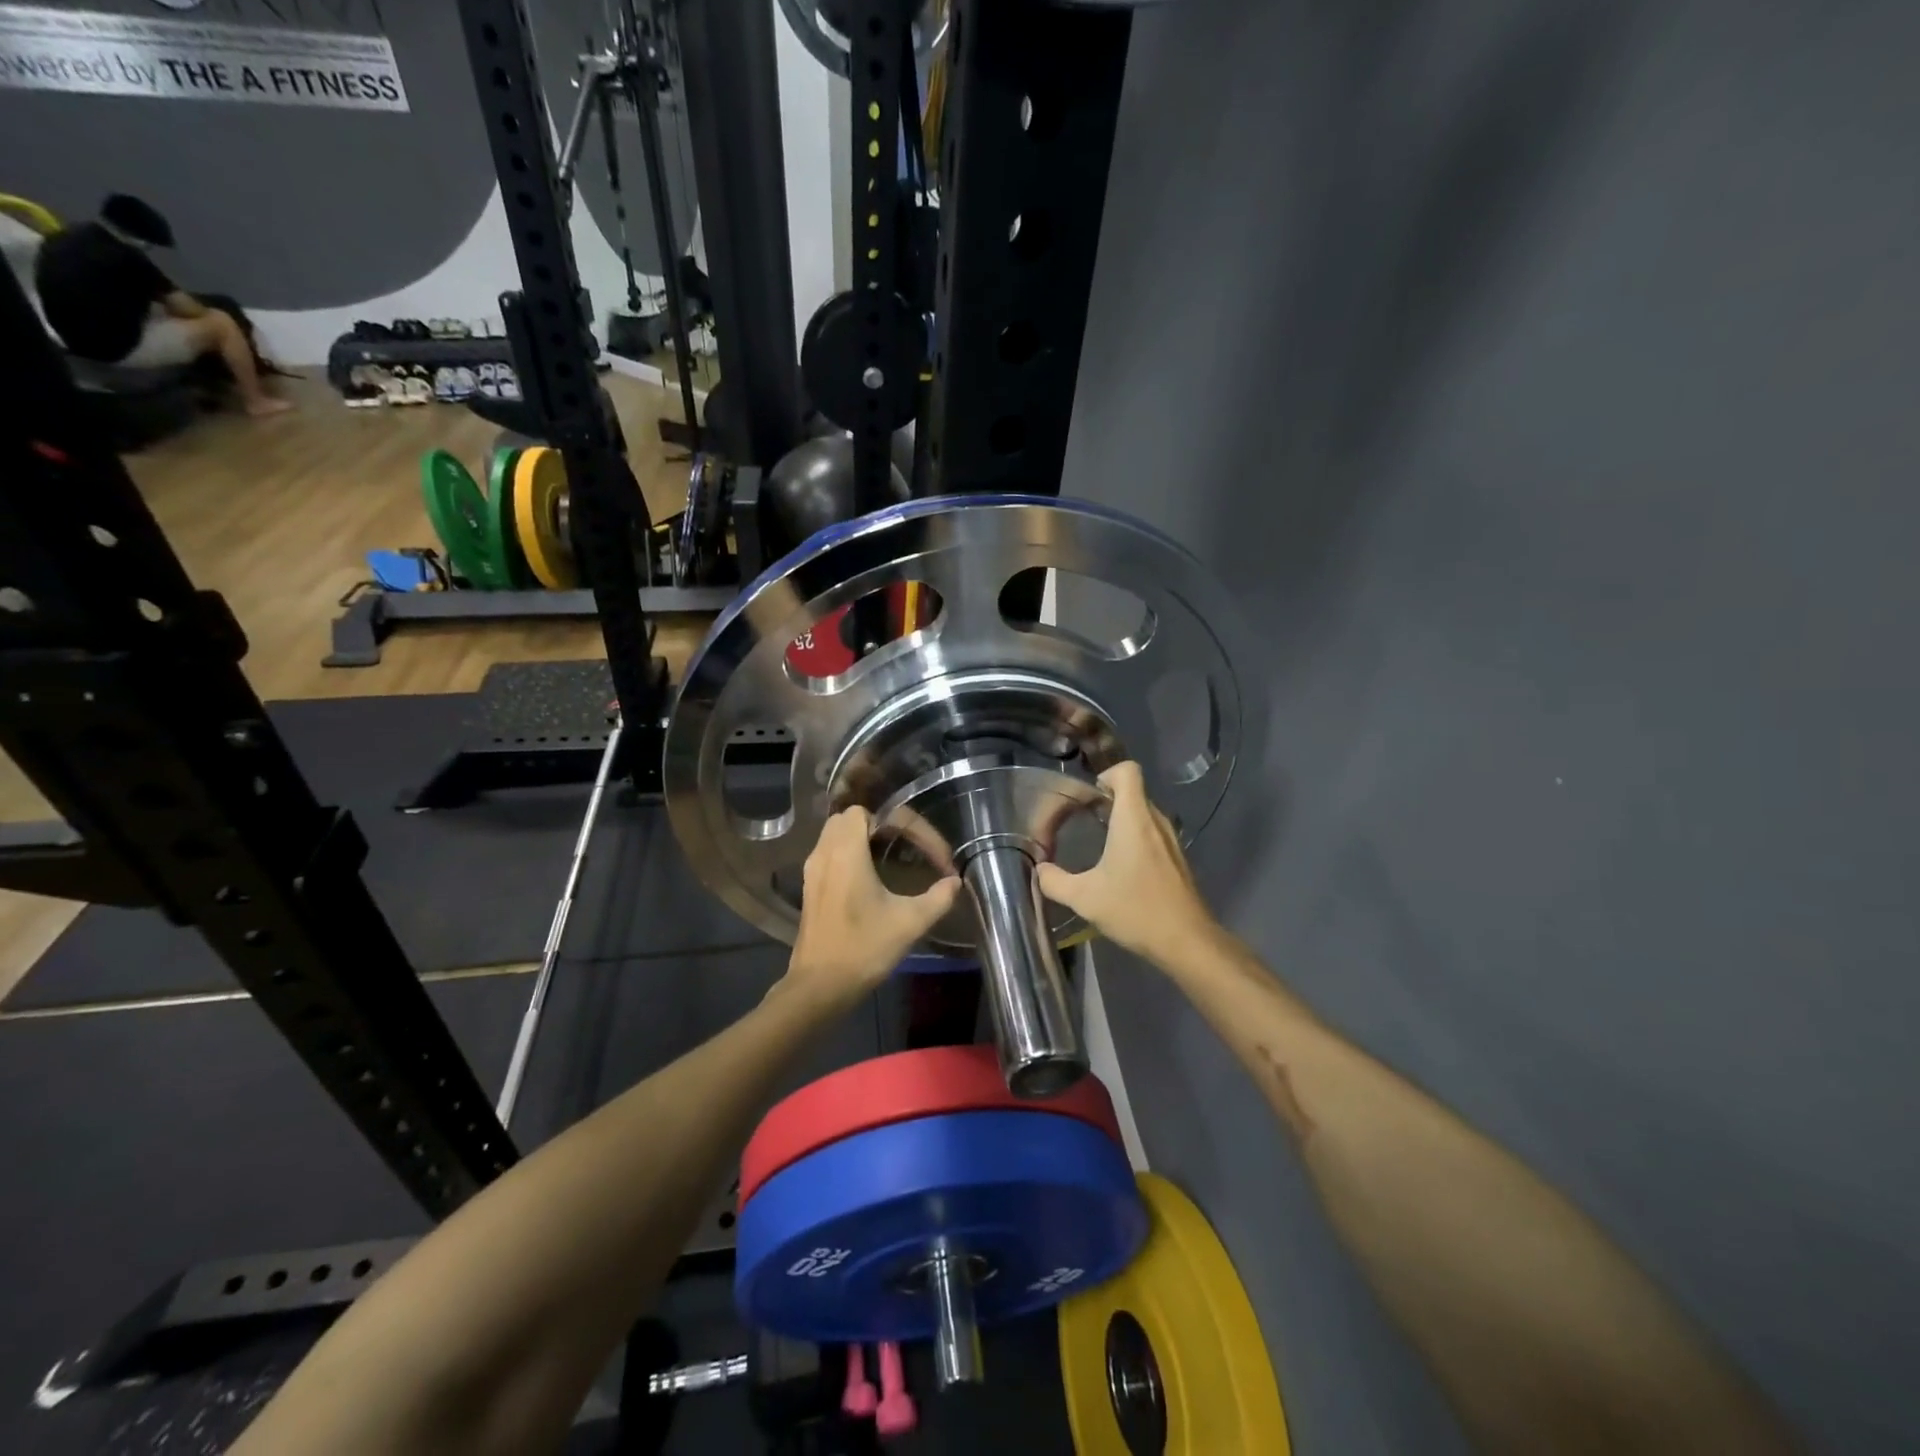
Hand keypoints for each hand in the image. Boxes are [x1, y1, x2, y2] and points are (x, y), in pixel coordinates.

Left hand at [785, 807, 960, 1004]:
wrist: (819, 988)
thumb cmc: (863, 949)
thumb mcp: (909, 922)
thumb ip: (937, 898)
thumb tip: (954, 882)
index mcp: (846, 852)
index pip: (874, 813)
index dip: (909, 826)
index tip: (933, 855)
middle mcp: (824, 852)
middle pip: (852, 816)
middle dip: (884, 824)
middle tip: (911, 845)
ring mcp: (813, 869)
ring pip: (837, 833)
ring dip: (865, 837)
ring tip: (895, 856)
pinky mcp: (810, 886)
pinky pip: (830, 852)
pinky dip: (852, 853)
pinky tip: (873, 876)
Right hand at [1036, 762, 1217, 967]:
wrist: (1186, 941)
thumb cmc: (1135, 909)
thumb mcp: (1085, 898)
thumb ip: (1054, 881)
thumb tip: (1040, 871)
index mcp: (1134, 819)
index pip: (1128, 771)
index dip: (1106, 775)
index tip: (1087, 797)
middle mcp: (1155, 821)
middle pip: (1133, 792)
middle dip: (1106, 800)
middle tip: (1081, 821)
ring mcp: (1171, 840)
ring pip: (1143, 815)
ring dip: (1121, 821)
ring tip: (1097, 843)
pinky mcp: (1177, 859)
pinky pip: (1152, 835)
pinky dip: (1135, 840)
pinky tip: (1120, 868)